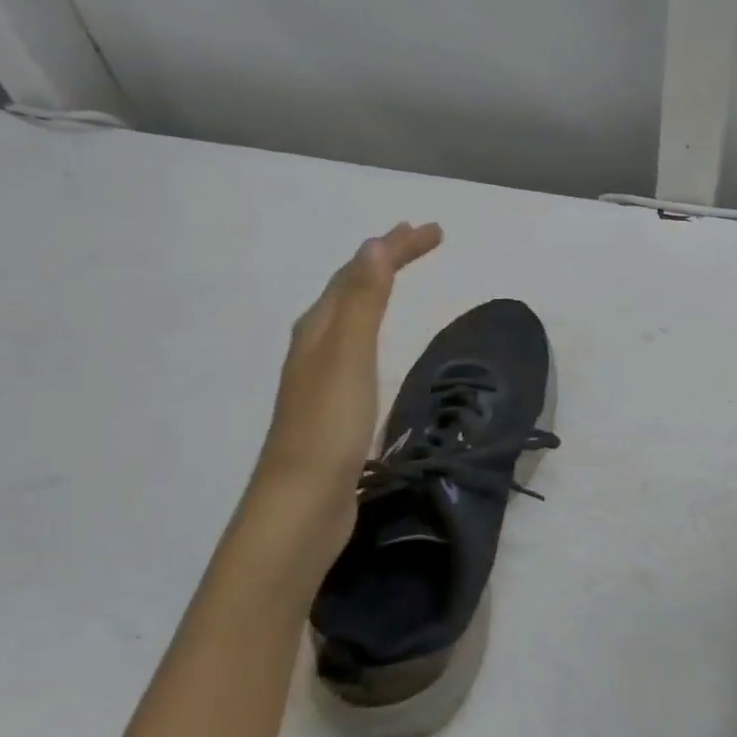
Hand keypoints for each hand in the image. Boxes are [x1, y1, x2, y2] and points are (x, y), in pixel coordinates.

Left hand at [248, 222, 442, 553]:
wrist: (302, 504)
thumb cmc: (329, 426)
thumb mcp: (348, 355)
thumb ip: (362, 301)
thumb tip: (373, 244)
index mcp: (317, 329)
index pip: (358, 272)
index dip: (395, 247)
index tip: (434, 231)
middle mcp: (314, 346)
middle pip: (350, 290)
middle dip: (385, 260)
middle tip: (421, 241)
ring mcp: (320, 378)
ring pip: (349, 319)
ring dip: (375, 290)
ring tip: (398, 277)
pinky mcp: (332, 406)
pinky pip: (355, 349)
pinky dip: (372, 328)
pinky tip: (375, 345)